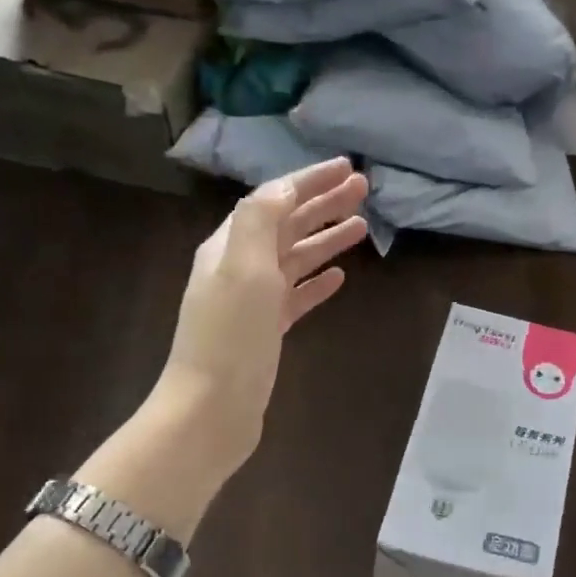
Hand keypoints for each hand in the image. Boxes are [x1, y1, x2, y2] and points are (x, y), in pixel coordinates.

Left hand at [154, 159, 368, 481]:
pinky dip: (318, 281)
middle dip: (324, 203)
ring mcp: (254, 299)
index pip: (274, 198)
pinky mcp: (267, 329)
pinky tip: (340, 277)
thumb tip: (282, 187)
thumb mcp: (243, 268)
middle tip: (364, 189)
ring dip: (327, 238)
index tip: (348, 167)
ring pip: (296, 257)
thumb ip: (260, 220)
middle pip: (288, 224)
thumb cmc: (230, 335)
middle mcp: (240, 266)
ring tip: (362, 226)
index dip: (310, 180)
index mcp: (231, 245)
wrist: (211, 409)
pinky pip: (297, 294)